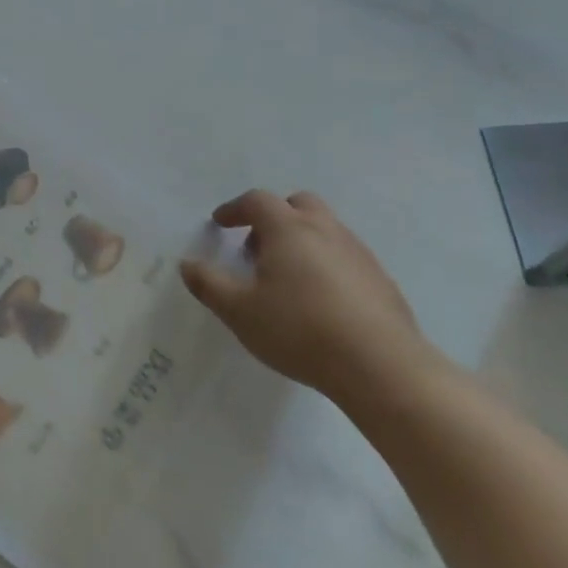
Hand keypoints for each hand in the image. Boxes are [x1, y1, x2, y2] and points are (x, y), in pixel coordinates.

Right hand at [180, 190, 433, 401]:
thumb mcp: (239, 311)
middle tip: (257, 247)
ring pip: (325, 228)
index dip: (235, 209)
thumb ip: (209, 284)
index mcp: (288, 229)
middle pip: (298, 203)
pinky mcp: (380, 279)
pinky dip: (325, 262)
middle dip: (273, 216)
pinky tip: (320, 300)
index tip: (220, 224)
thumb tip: (187, 264)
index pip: (257, 201)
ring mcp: (358, 253)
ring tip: (286, 278)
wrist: (380, 366)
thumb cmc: (299, 330)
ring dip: (300, 239)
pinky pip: (345, 255)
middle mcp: (325, 230)